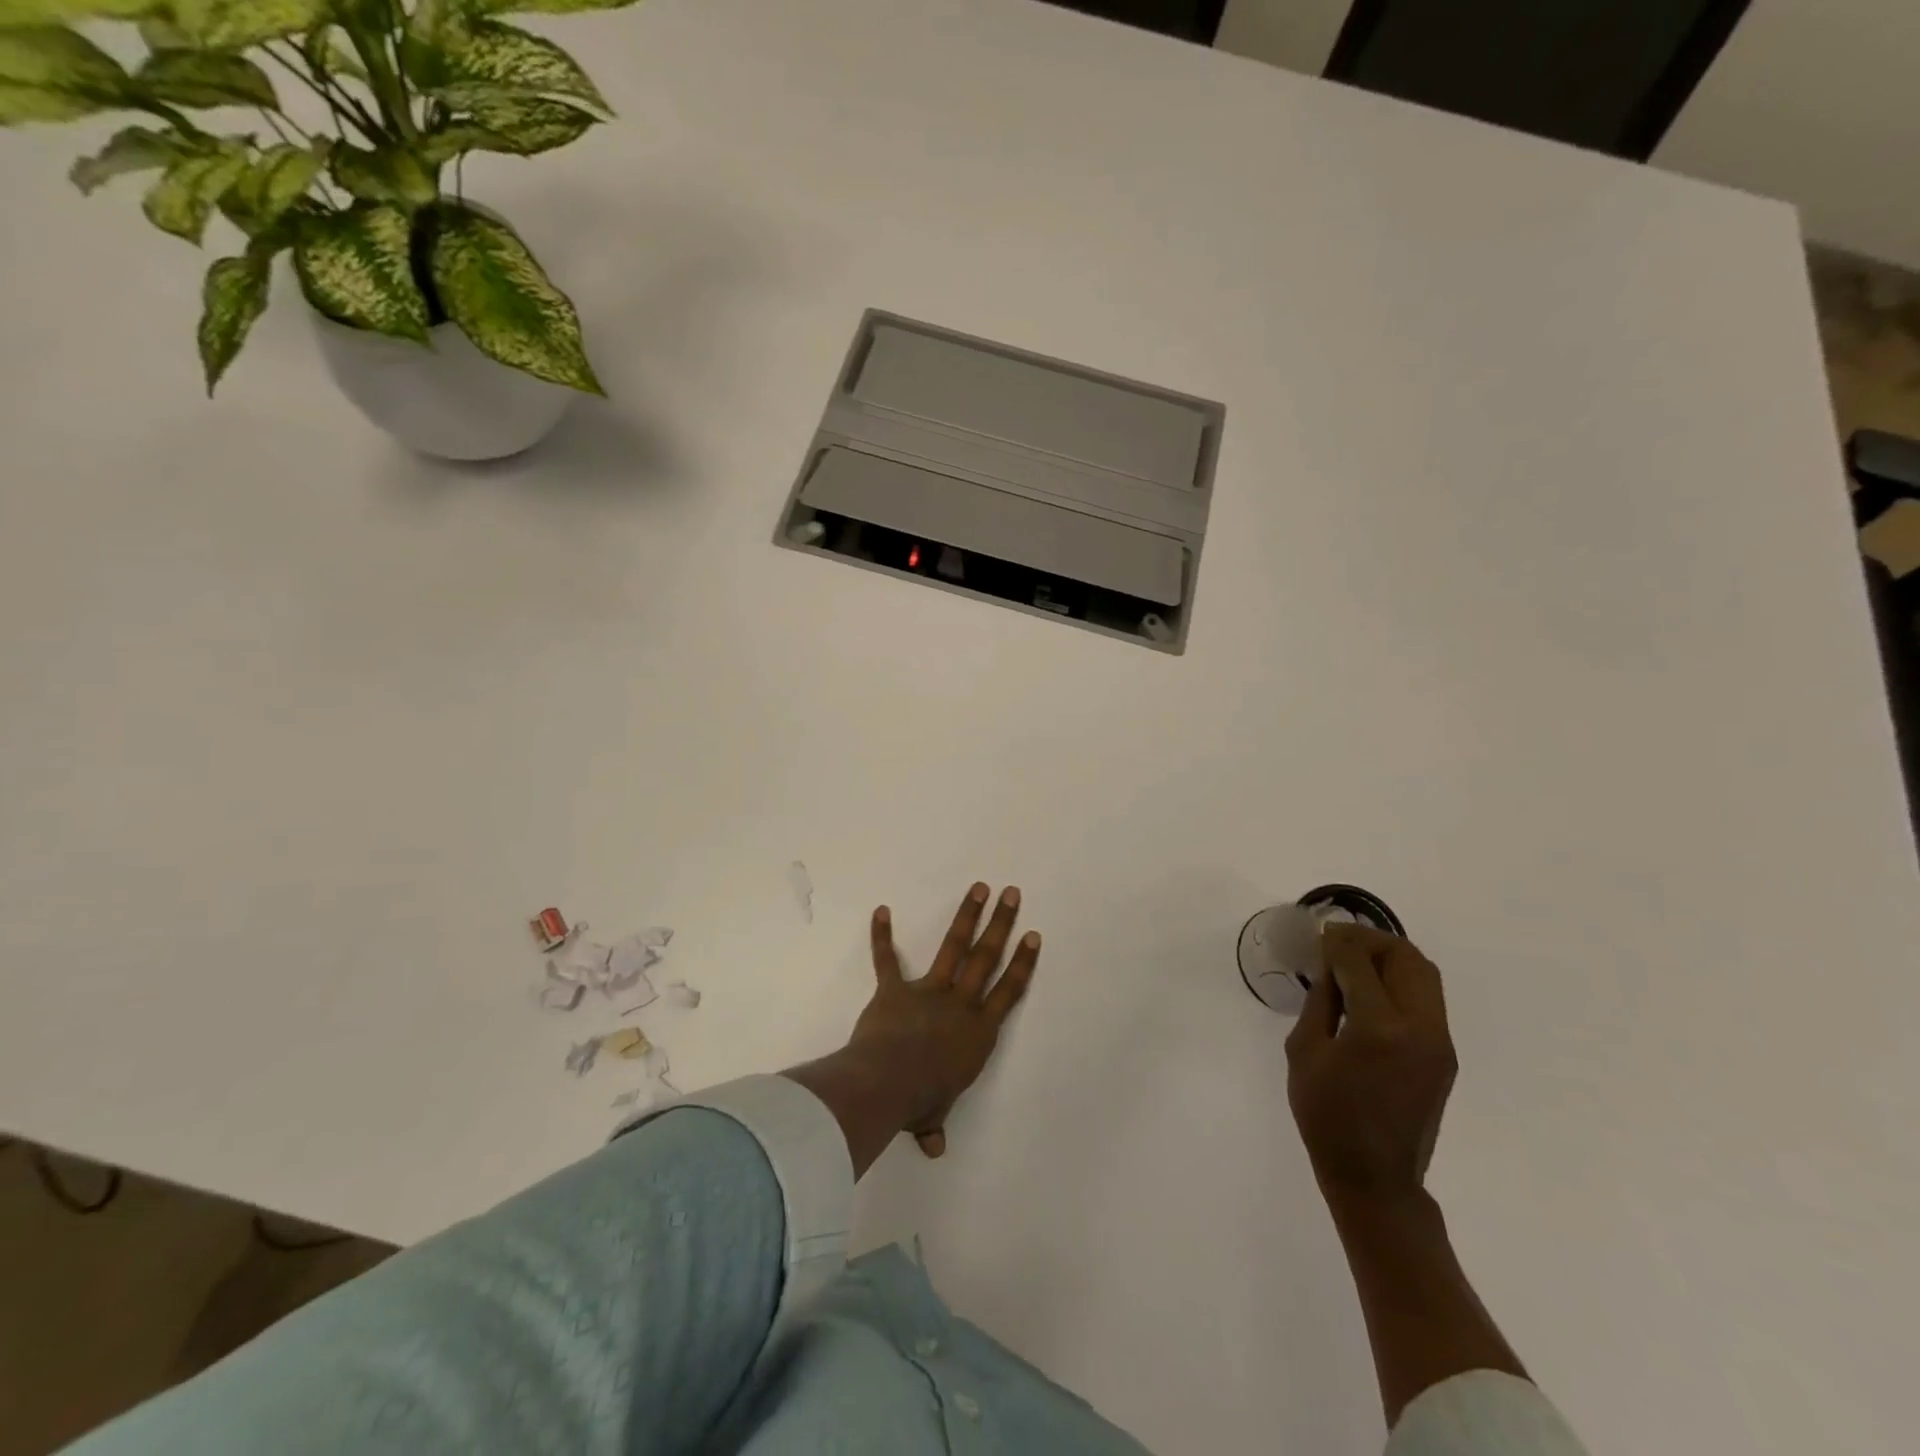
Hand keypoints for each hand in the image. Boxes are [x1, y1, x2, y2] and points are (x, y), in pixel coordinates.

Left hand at [851, 882, 1040, 1157]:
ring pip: (953, 947)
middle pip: (986, 957)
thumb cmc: (920, 1100)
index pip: (1008, 992)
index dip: (1022, 963)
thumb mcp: (933, 1114)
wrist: (888, 1083)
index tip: (1032, 935)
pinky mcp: (894, 989)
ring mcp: (928, 991)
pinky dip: (881, 936)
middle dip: (1000, 923)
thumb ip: (934, 1124)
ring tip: (979, 887)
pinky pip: (886, 960)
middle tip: (1011, 893)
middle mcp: (960, 1004)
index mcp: (978, 1032)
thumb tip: (934, 1149)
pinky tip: (881, 910)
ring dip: (966, 916)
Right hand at [1285, 924, 1457, 1211]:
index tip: (1320, 933)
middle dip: (1370, 940)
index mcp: (1379, 1028)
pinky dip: (1401, 980)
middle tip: (1339, 941)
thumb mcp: (1305, 1051)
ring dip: (1390, 956)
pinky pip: (1427, 998)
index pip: (1360, 962)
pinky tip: (1372, 988)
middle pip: (1405, 958)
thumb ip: (1321, 1001)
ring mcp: (1440, 1041)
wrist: (1375, 1177)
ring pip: (1424, 974)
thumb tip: (1329, 966)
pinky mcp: (1445, 1054)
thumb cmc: (1327, 1116)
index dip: (1338, 941)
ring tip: (1356, 959)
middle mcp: (1420, 1028)